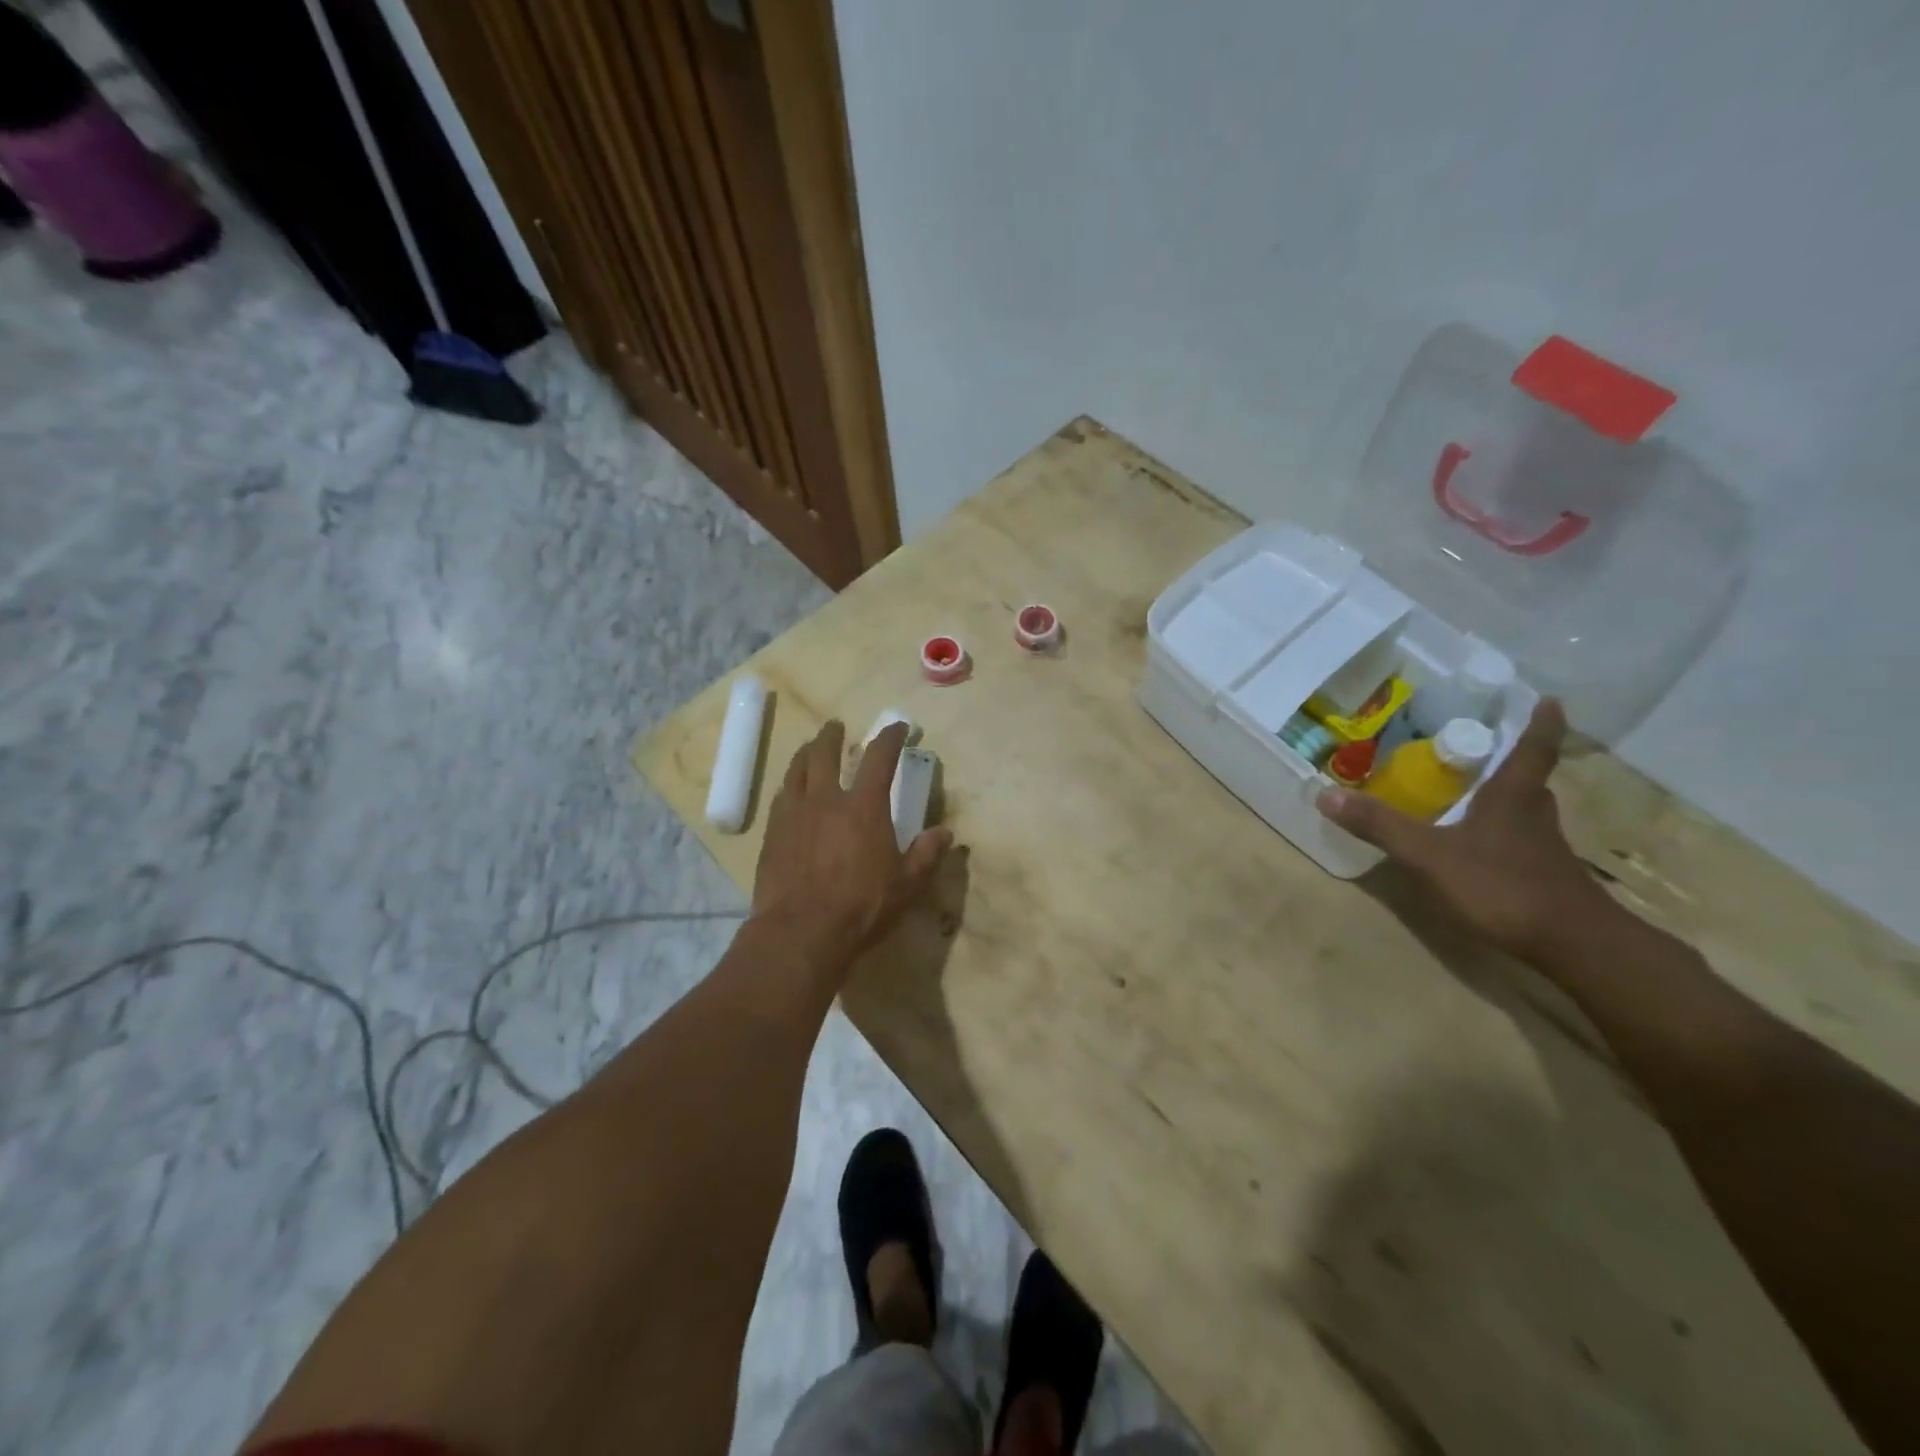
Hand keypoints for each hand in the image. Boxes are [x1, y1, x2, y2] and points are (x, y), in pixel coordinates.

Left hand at [750, 720, 953, 975]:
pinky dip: (790, 785)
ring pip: (797, 769)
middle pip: (825, 753)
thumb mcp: (906, 885)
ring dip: (806, 753)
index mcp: (864, 806)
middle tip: (837, 727)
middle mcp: (826, 799)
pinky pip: (781, 796)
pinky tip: (791, 790)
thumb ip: (926, 854)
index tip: (898, 728)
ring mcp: (795, 813)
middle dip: (833, 735)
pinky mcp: (772, 833)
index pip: (879, 757)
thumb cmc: (861, 907)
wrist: (800, 931)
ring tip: (810, 748)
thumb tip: (946, 833)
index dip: (890, 737)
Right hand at [1316, 700, 1612, 962]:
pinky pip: (1520, 841)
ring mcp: (1543, 848)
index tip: (1549, 700)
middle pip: (1528, 779)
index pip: (1534, 748)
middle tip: (1483, 747)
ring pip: (1524, 811)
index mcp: (1513, 796)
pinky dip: (1501, 833)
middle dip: (1510, 762)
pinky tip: (1478, 846)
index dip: (1541, 723)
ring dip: (1505, 798)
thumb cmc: (1502, 885)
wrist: (1572, 945)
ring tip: (1474, 791)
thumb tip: (1325, 793)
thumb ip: (1380, 826)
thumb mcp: (1429, 855)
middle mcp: (1534, 814)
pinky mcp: (1544, 876)